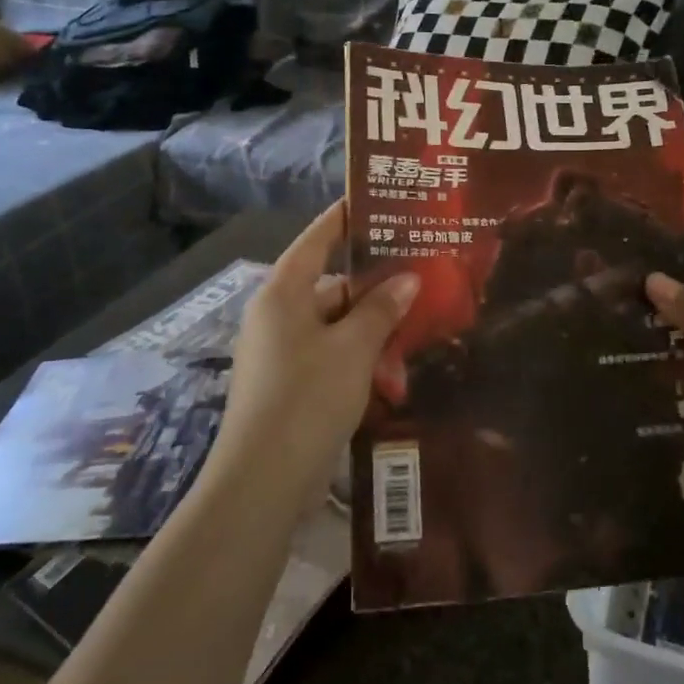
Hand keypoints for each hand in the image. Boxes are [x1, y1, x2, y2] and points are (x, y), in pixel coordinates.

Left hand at [213, 204, 418, 500]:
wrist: (263, 481)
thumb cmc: (307, 398)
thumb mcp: (352, 349)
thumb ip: (381, 309)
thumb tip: (407, 279)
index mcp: (283, 294)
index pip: (316, 239)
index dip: (343, 218)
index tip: (374, 201)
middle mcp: (278, 316)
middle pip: (332, 286)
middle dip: (375, 288)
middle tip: (420, 277)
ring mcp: (282, 353)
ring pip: (336, 326)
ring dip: (373, 331)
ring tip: (417, 332)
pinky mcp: (290, 385)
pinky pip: (331, 356)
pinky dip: (359, 359)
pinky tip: (393, 373)